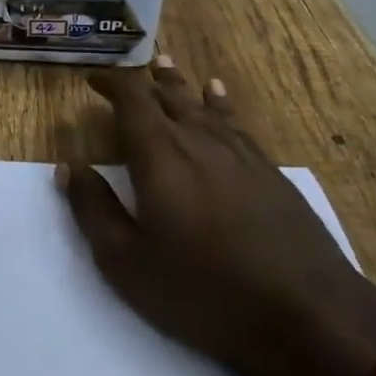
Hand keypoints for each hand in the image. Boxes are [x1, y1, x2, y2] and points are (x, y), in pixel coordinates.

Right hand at [57, 58, 375, 375]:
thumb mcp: (128, 262)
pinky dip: (218, 102)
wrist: (305, 310)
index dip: (112, 83)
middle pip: (168, 96)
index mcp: (159, 156)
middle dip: (143, 82)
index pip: (132, 100)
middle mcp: (198, 140)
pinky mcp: (267, 169)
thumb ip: (94, 210)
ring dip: (179, 85)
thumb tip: (70, 167)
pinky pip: (234, 121)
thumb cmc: (203, 289)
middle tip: (126, 75)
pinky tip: (217, 95)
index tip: (93, 80)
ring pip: (201, 104)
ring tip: (166, 65)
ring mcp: (238, 152)